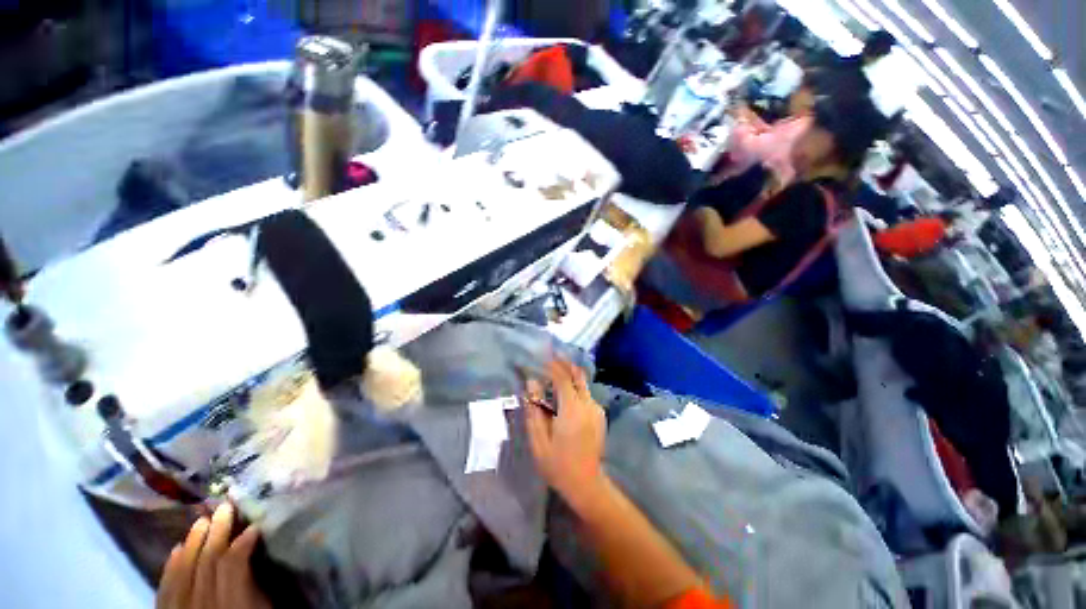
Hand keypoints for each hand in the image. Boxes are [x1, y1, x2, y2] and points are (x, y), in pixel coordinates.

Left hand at [156, 503, 270, 608]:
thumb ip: (254, 585)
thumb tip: (253, 550)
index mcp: (231, 605)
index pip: (232, 565)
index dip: (242, 542)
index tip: (255, 525)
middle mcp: (201, 607)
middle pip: (205, 564)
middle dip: (216, 533)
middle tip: (225, 507)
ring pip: (181, 573)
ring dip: (192, 544)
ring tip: (201, 521)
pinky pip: (163, 590)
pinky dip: (169, 568)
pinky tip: (175, 549)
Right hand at [524, 359, 606, 502]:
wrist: (586, 484)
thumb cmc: (558, 465)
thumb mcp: (539, 441)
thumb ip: (534, 410)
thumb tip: (531, 384)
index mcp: (572, 410)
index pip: (563, 378)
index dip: (552, 365)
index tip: (541, 356)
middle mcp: (588, 405)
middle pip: (577, 375)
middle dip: (564, 362)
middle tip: (550, 355)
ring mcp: (596, 409)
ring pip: (583, 383)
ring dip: (569, 373)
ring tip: (554, 370)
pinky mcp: (599, 414)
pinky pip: (586, 393)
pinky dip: (575, 385)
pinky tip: (564, 390)